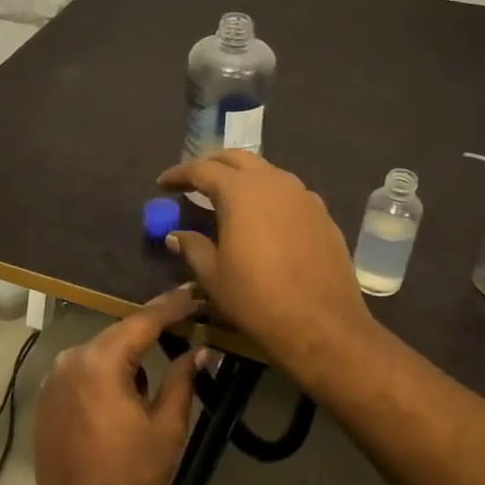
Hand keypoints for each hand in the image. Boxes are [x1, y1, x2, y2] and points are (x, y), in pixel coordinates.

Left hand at [30, 286, 202, 484]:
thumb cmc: (128, 475)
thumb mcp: (166, 428)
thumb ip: (182, 380)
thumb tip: (200, 349)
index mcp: (101, 361)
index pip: (142, 321)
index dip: (171, 306)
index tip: (194, 292)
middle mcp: (72, 358)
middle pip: (118, 333)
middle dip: (150, 328)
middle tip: (183, 320)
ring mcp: (54, 378)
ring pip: (99, 352)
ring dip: (126, 353)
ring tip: (156, 360)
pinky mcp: (46, 397)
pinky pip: (82, 371)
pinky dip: (104, 371)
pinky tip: (123, 388)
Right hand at [156, 150, 379, 391]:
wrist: (322, 325)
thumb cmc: (257, 299)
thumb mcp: (213, 275)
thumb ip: (192, 247)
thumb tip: (176, 235)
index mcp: (241, 191)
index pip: (201, 169)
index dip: (178, 174)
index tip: (162, 184)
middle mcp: (274, 182)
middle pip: (237, 159)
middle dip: (212, 165)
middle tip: (193, 181)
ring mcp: (303, 196)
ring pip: (266, 172)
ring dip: (243, 178)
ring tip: (226, 199)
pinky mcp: (323, 215)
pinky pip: (288, 193)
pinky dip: (268, 196)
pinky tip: (262, 219)